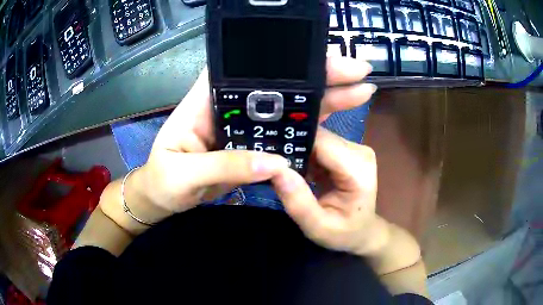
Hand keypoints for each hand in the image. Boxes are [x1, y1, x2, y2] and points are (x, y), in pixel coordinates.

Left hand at [133, 57, 376, 217]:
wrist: (163, 200)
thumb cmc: (162, 182)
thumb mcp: (183, 174)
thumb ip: (224, 165)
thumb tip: (276, 163)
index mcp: (205, 101)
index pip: (242, 66)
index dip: (278, 56)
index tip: (314, 52)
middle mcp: (228, 105)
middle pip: (275, 83)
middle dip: (315, 74)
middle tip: (354, 70)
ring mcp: (243, 126)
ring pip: (286, 106)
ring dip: (320, 97)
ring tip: (356, 90)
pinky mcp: (251, 145)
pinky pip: (283, 132)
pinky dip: (308, 126)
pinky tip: (333, 119)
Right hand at [271, 127, 388, 255]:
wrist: (362, 232)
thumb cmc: (343, 233)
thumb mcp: (318, 227)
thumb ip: (298, 202)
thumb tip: (276, 169)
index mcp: (358, 169)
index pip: (321, 142)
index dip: (294, 143)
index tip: (267, 153)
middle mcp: (359, 151)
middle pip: (318, 137)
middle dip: (293, 146)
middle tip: (266, 161)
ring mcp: (354, 148)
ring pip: (317, 138)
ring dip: (297, 150)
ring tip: (278, 166)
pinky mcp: (346, 150)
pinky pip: (319, 144)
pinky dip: (303, 154)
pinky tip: (293, 168)